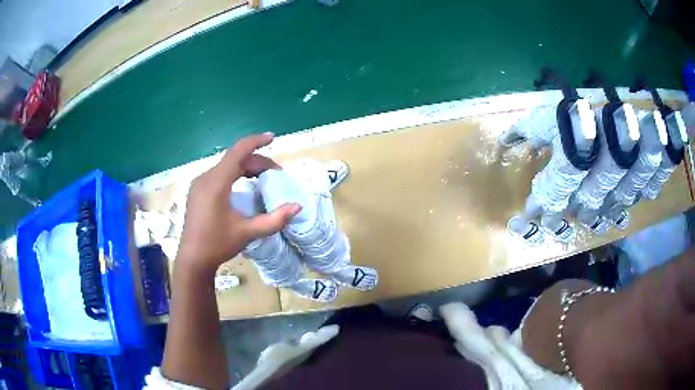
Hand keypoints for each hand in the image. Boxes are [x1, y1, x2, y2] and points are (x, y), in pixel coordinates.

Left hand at [176, 133, 300, 274]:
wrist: (193, 259)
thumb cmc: (217, 244)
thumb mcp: (247, 232)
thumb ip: (274, 219)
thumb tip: (297, 207)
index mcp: (216, 183)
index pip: (238, 152)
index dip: (256, 141)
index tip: (273, 137)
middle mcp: (205, 178)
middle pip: (234, 159)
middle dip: (256, 161)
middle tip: (276, 173)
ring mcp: (199, 184)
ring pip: (226, 166)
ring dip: (246, 167)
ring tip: (263, 177)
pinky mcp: (197, 191)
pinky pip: (219, 174)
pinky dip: (235, 174)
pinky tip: (243, 185)